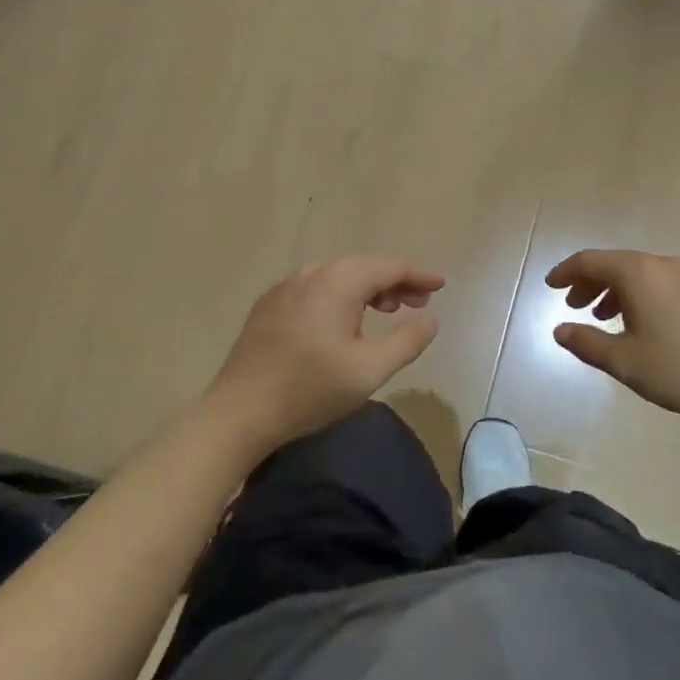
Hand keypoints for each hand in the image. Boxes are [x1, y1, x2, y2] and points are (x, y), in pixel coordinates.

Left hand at [208, 257, 443, 452]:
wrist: (239, 412)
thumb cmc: (311, 389)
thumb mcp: (371, 370)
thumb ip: (407, 340)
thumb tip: (430, 319)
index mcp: (338, 282)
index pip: (389, 267)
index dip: (418, 276)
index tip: (440, 286)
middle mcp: (311, 273)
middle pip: (363, 268)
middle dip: (394, 283)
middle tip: (417, 303)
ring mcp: (285, 288)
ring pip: (338, 278)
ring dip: (367, 290)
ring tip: (385, 310)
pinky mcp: (268, 306)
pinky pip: (315, 290)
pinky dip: (339, 298)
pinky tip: (342, 322)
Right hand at [547, 250, 679, 436]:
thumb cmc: (677, 371)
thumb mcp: (623, 361)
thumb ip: (586, 342)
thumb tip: (560, 330)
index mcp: (638, 273)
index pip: (591, 261)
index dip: (566, 272)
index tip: (549, 286)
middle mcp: (662, 265)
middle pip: (615, 263)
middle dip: (589, 282)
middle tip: (572, 306)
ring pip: (638, 273)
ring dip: (613, 290)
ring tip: (601, 318)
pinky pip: (658, 283)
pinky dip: (637, 295)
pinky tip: (637, 324)